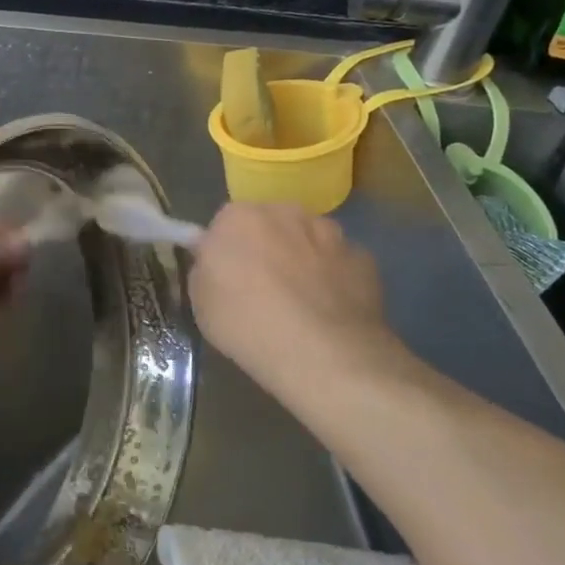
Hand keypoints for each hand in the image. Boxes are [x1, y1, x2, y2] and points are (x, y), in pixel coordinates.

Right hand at [189, 203, 408, 413]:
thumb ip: (206, 271)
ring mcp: (330, 232)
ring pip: (309, 241)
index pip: (225, 224)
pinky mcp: (364, 258)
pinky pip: (340, 265)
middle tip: (262, 291)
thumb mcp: (201, 302)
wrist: (322, 352)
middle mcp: (285, 212)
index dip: (227, 252)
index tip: (227, 280)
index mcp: (238, 217)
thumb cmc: (247, 324)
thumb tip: (215, 263)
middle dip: (267, 249)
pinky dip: (335, 281)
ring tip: (302, 305)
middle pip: (270, 225)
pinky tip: (331, 313)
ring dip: (303, 261)